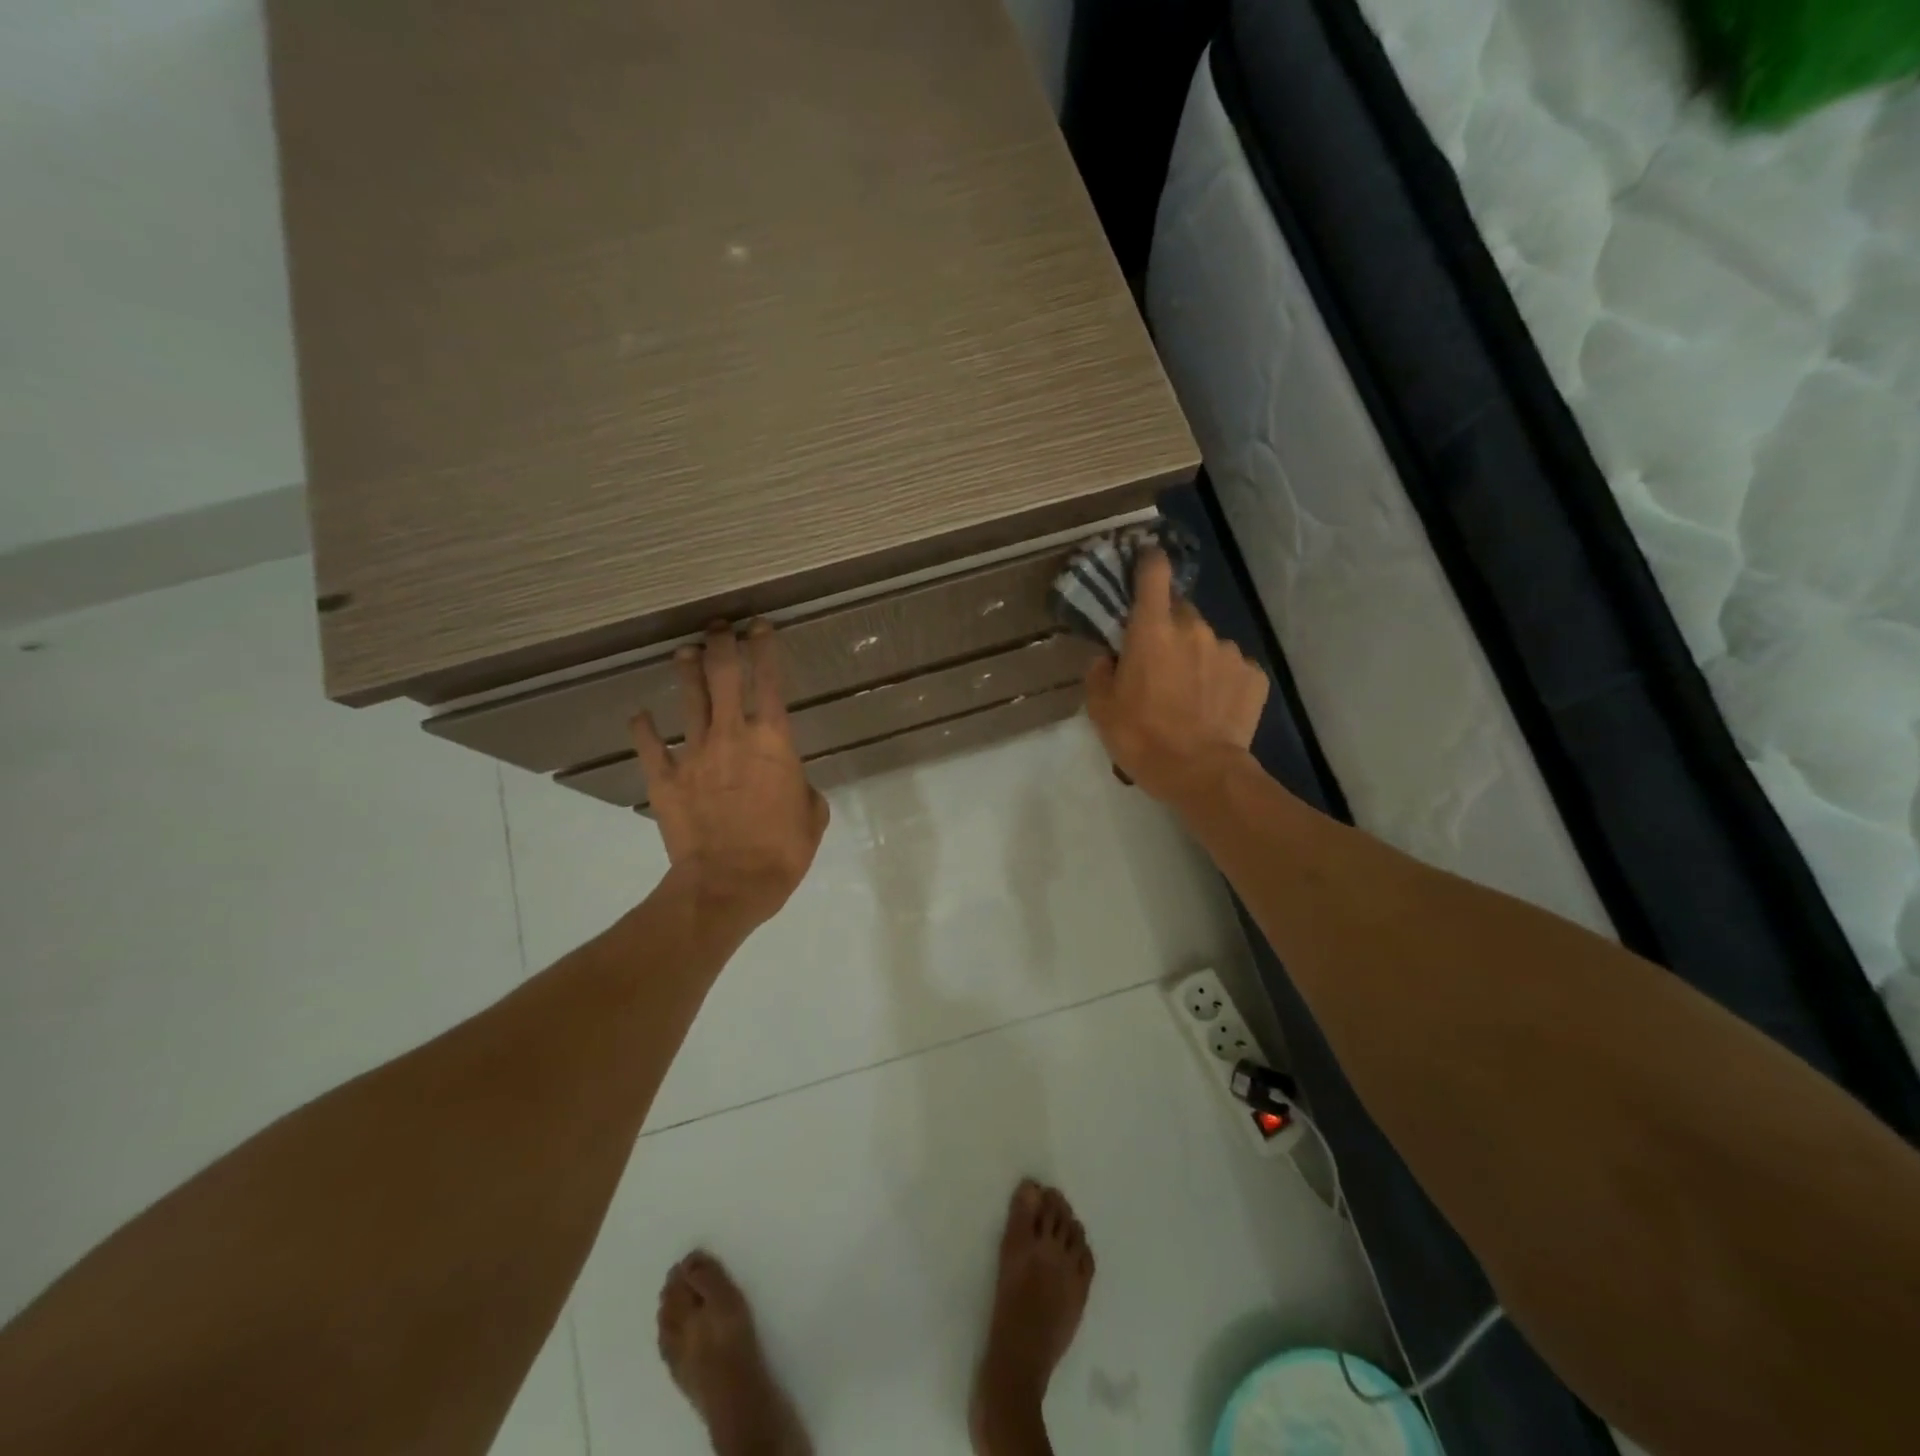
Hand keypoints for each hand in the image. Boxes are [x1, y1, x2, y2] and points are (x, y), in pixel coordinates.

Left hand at [631, 622, 829, 926]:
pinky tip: (640, 714)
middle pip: (723, 675)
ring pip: (689, 699)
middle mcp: (732, 735)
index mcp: (773, 740)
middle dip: (722, 644)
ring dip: (687, 671)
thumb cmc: (782, 850)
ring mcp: (694, 754)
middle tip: (719, 626)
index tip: (760, 626)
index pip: (769, 681)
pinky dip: (644, 728)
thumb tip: (791, 782)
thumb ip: (802, 788)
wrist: (729, 883)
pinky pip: (650, 746)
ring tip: (684, 651)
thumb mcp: (813, 815)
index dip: (765, 648)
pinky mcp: (665, 778)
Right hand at [1083, 549, 1268, 806]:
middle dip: (1168, 628)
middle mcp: (1194, 628)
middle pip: (1180, 611)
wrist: (1202, 773)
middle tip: (1158, 663)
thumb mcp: (1101, 709)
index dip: (1148, 562)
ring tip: (1188, 694)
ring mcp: (1228, 650)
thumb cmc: (1142, 738)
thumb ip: (1099, 672)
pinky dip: (1221, 679)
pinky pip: (1231, 667)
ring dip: (1196, 657)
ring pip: (1207, 641)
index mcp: (1152, 630)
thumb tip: (1109, 657)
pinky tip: (1214, 706)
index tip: (1145, 560)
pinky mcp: (1253, 674)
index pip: (1153, 573)